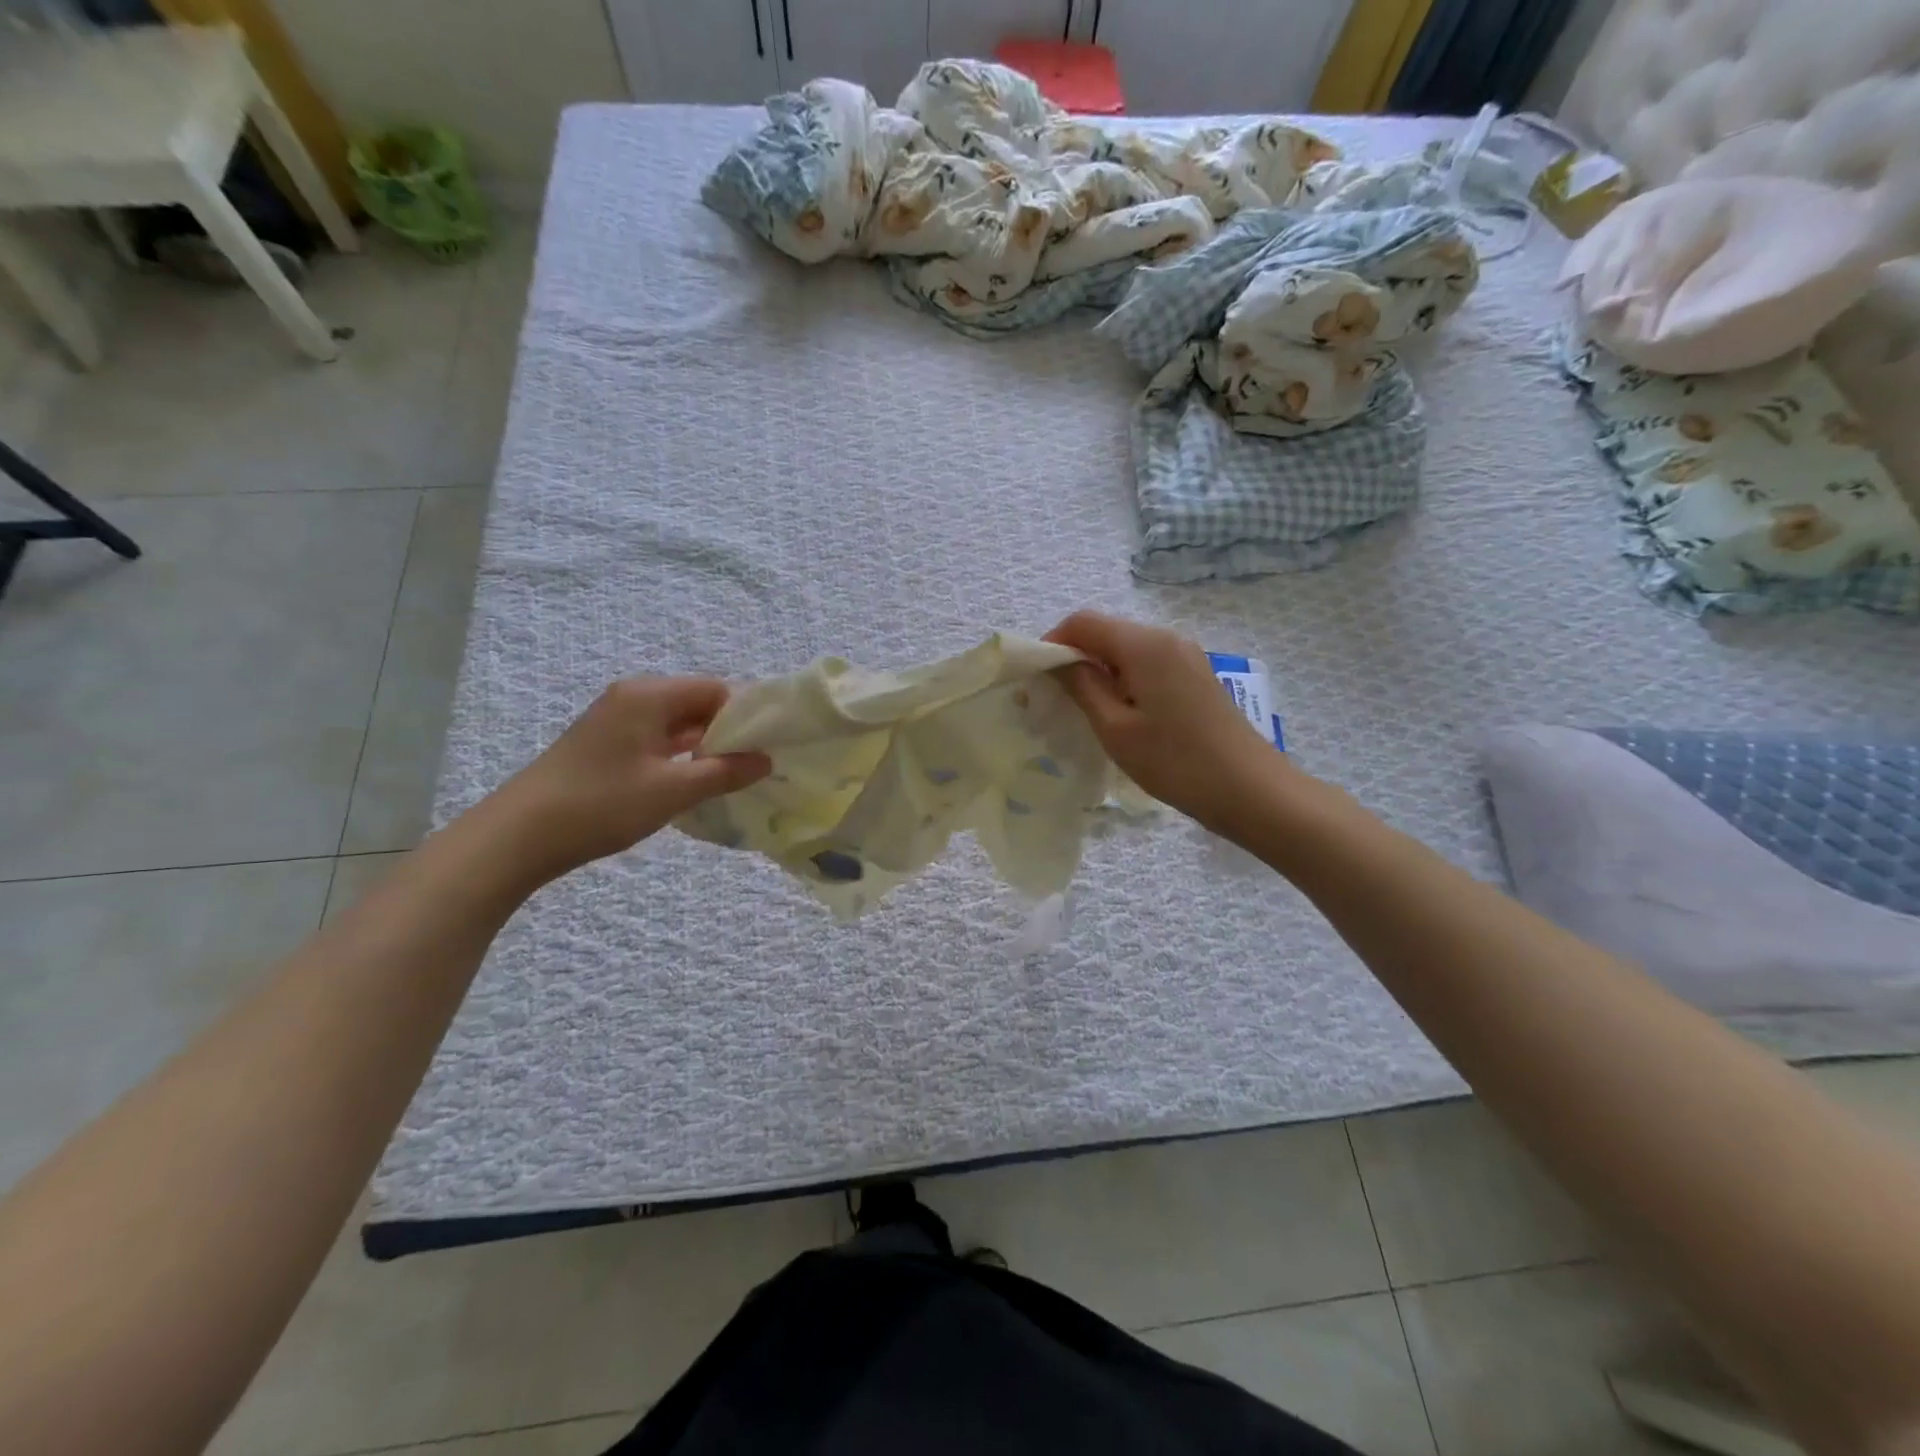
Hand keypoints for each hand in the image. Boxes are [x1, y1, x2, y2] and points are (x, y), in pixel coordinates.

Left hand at [488, 677, 769, 883]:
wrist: (518, 836)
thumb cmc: (601, 805)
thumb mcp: (672, 790)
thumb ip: (724, 772)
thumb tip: (765, 759)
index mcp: (649, 695)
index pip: (716, 689)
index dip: (747, 714)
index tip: (772, 744)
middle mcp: (633, 697)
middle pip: (697, 703)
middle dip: (729, 731)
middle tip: (759, 763)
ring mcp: (616, 720)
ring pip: (677, 723)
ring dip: (705, 746)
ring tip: (735, 775)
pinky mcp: (605, 744)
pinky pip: (657, 739)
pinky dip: (680, 755)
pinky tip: (696, 781)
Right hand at [1045, 611, 1289, 834]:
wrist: (1251, 791)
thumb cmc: (1176, 763)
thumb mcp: (1116, 728)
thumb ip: (1081, 686)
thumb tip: (1056, 660)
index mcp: (1144, 645)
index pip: (1083, 622)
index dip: (1052, 643)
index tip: (1035, 678)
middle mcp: (1167, 638)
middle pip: (1106, 632)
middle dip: (1074, 657)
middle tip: (1055, 699)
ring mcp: (1186, 656)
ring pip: (1127, 650)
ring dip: (1099, 671)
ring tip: (1085, 711)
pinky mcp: (1196, 676)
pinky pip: (1148, 665)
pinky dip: (1124, 680)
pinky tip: (1121, 715)